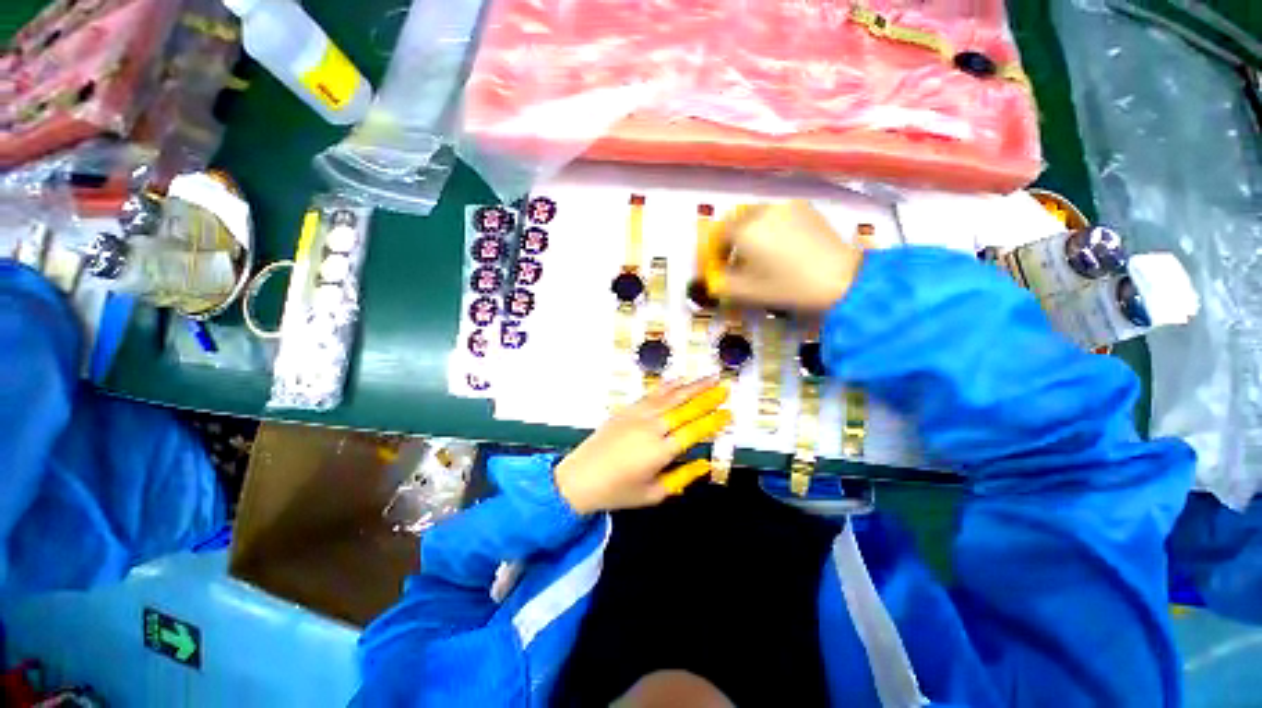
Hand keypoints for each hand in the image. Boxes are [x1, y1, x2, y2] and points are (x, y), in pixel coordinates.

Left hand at [554, 377, 731, 513]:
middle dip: (707, 397)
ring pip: (671, 397)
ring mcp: (638, 415)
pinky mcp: (627, 409)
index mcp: (661, 451)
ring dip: (692, 386)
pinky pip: (651, 394)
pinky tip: (678, 380)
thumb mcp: (654, 493)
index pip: (694, 432)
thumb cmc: (618, 491)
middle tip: (725, 387)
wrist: (580, 477)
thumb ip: (682, 477)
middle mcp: (652, 428)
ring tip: (709, 377)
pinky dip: (667, 386)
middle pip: (685, 408)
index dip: (713, 422)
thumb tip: (705, 463)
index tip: (729, 413)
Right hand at [708, 200, 864, 312]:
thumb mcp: (747, 292)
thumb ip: (721, 284)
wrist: (840, 278)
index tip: (722, 266)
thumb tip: (712, 278)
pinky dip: (770, 226)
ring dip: (751, 231)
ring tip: (762, 253)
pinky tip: (783, 245)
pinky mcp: (804, 206)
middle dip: (732, 240)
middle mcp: (761, 211)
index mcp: (744, 230)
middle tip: (740, 260)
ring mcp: (784, 206)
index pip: (718, 236)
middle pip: (735, 222)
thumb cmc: (788, 287)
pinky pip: (776, 214)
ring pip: (756, 215)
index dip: (716, 252)